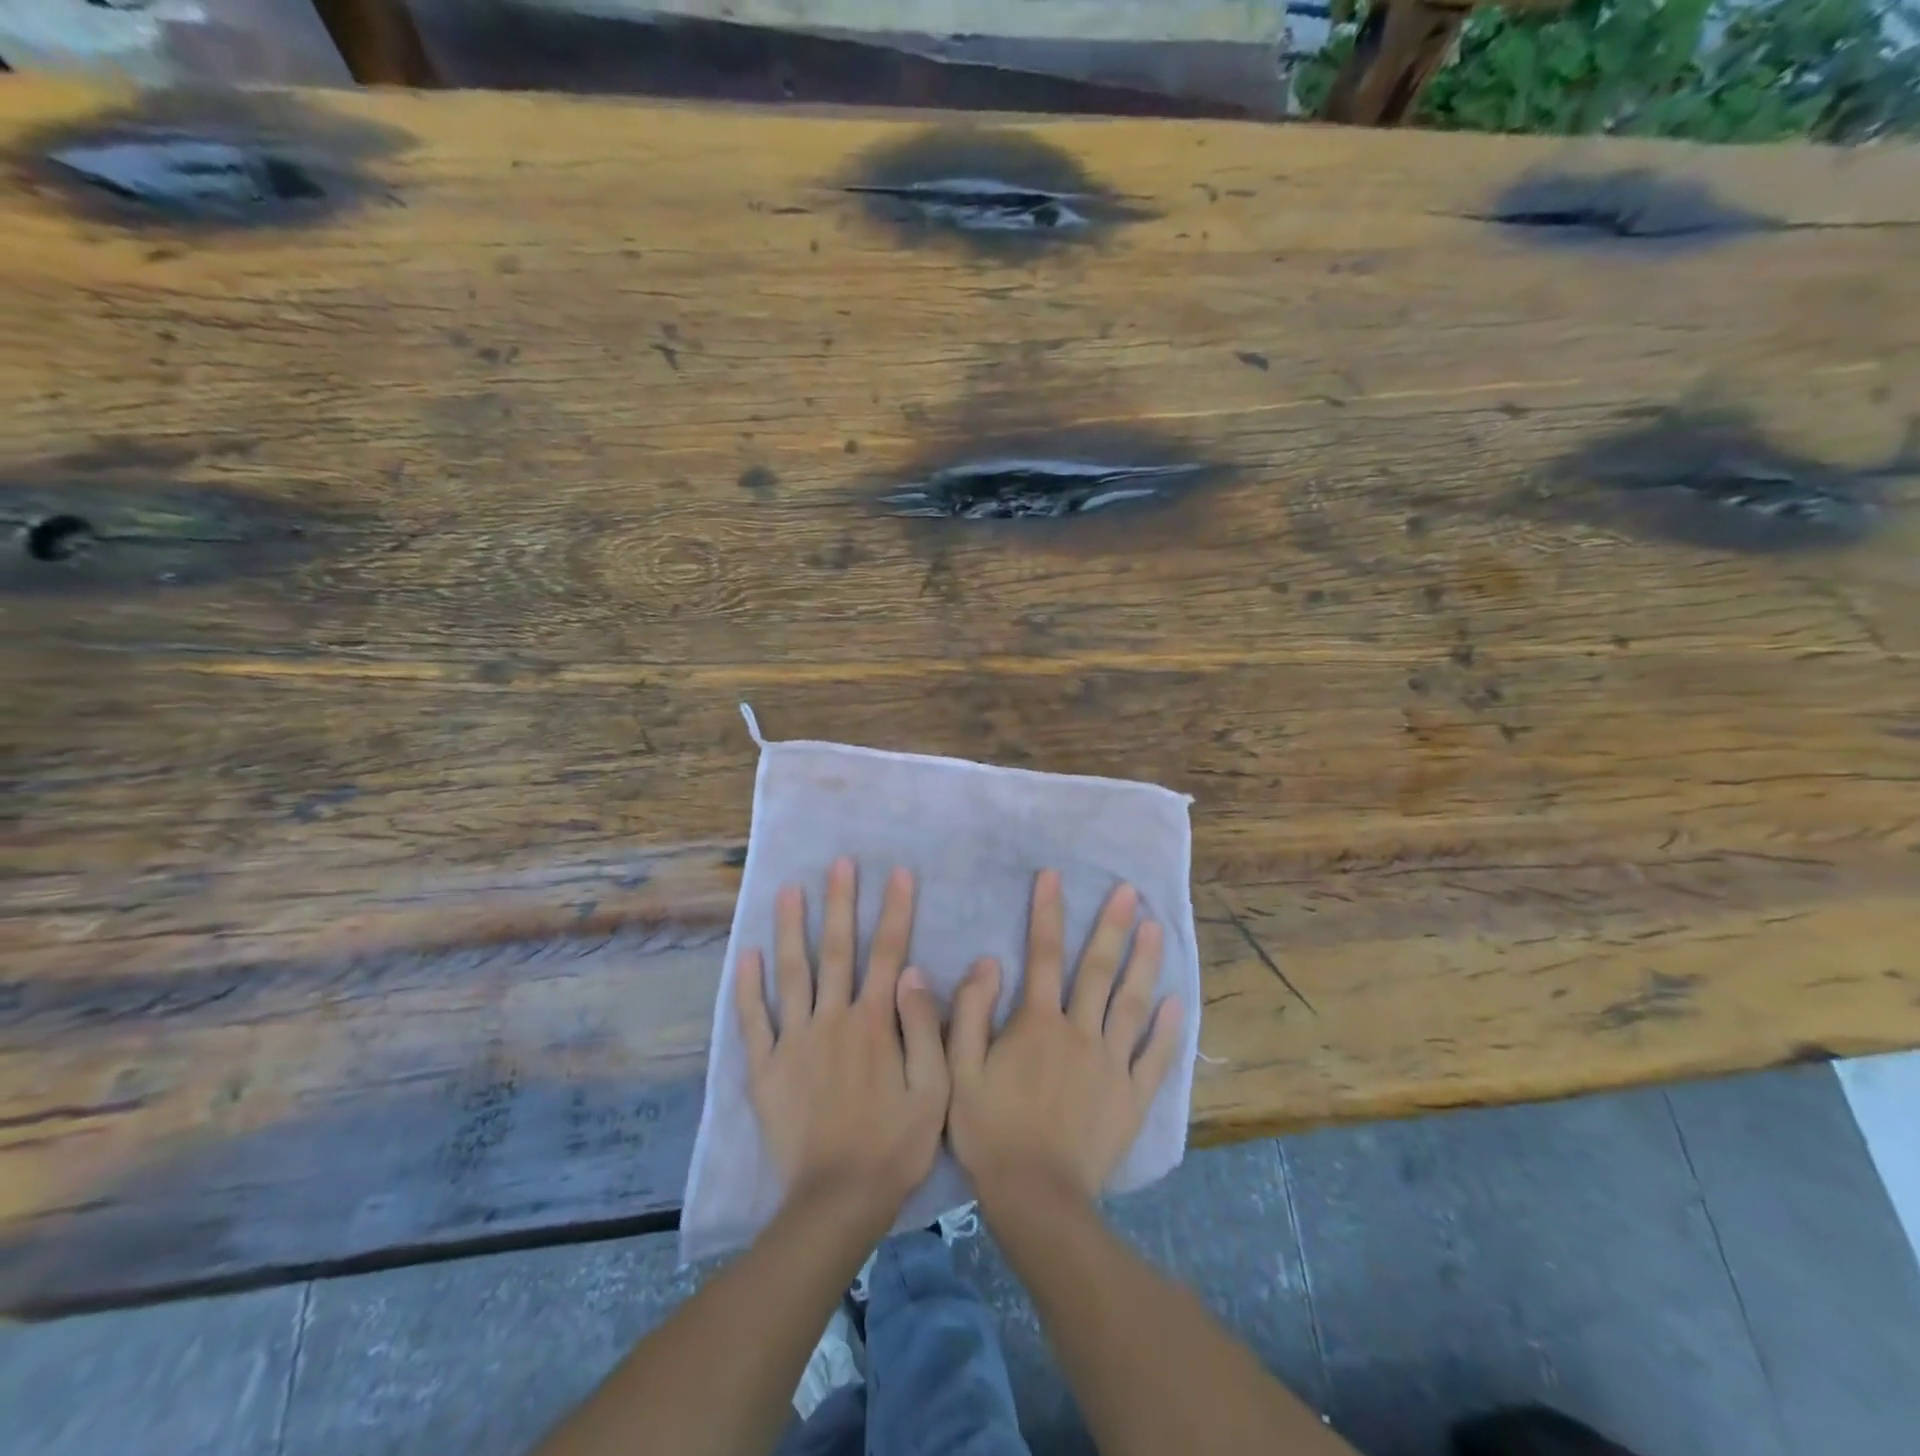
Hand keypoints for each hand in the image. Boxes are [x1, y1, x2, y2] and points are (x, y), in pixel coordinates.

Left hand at [735, 858, 947, 1225]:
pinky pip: (753, 1020)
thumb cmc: (895, 1145)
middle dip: (840, 902)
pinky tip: (746, 955)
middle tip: (839, 862)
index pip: (888, 952)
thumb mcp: (933, 1090)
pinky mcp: (765, 1068)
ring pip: (792, 973)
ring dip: (791, 928)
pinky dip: (747, 987)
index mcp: (875, 1022)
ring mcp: (794, 1041)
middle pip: (837, 950)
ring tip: (788, 889)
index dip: (895, 910)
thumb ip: (924, 1027)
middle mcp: (833, 1019)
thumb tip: (914, 971)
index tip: (898, 872)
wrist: (836, 1200)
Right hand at [948, 869, 1182, 1203]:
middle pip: (1098, 970)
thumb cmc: (990, 1131)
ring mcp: (1112, 1064)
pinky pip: (1155, 1059)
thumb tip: (988, 961)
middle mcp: (1080, 1032)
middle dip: (1113, 926)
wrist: (1036, 1198)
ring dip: (1146, 964)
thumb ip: (971, 1012)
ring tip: (1158, 929)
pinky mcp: (1132, 1097)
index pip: (1043, 955)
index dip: (1047, 912)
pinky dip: (1168, 1031)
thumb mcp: (959, 1070)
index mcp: (1038, 1023)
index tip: (1053, 876)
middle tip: (1130, 892)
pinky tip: (1179, 1005)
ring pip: (1133, 1004)